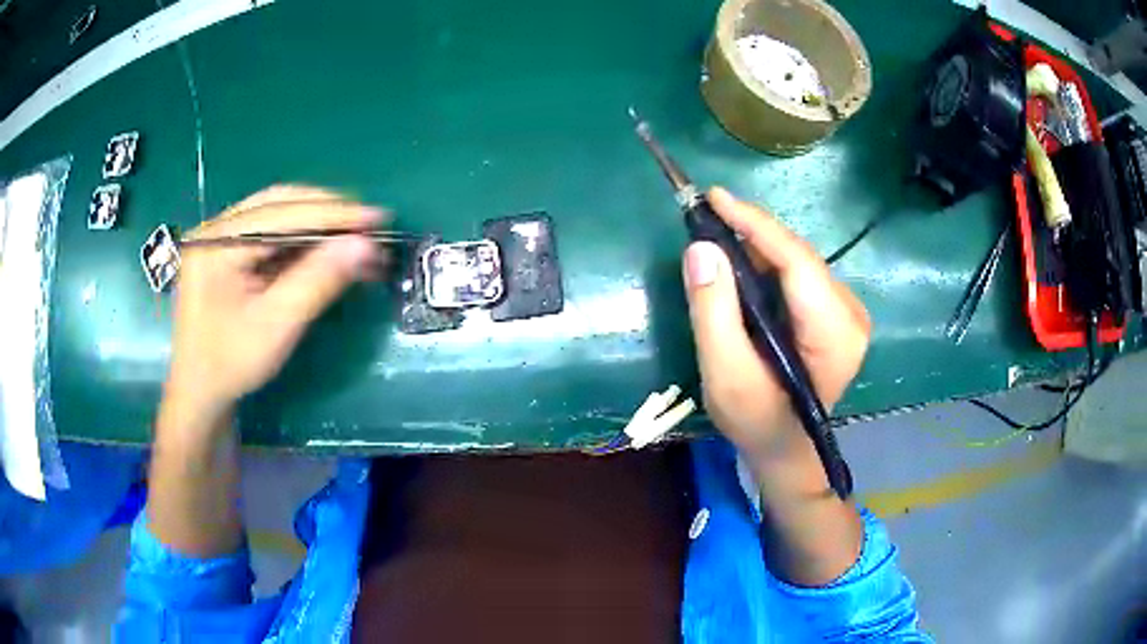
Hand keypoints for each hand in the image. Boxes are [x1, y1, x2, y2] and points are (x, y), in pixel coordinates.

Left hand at [164, 186, 384, 426]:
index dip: (331, 213)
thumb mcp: (276, 325)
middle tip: (369, 224)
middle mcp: (216, 229)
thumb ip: (318, 281)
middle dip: (325, 211)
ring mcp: (221, 239)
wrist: (200, 393)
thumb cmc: (231, 364)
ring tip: (356, 235)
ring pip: (278, 215)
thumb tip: (366, 245)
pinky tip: (329, 250)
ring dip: (318, 224)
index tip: (377, 217)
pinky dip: (304, 241)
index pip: (280, 214)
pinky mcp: (230, 252)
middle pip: (278, 203)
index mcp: (215, 243)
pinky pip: (272, 235)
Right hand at [682, 187, 869, 460]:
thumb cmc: (756, 420)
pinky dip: (766, 263)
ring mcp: (846, 312)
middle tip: (705, 216)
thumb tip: (701, 248)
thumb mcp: (725, 375)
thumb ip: (713, 313)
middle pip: (798, 256)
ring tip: (716, 234)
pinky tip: (740, 263)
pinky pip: (798, 273)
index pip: (797, 262)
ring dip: (757, 246)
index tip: (715, 197)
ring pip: (797, 261)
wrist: (784, 447)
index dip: (756, 224)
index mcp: (834, 334)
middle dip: (752, 232)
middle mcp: (850, 314)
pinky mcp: (835, 312)